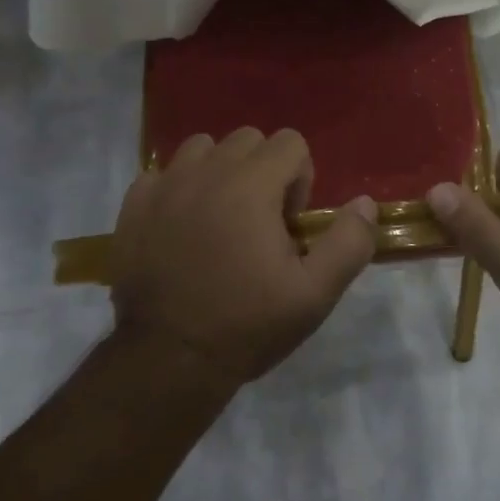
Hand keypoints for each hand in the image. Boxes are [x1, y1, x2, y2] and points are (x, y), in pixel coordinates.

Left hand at [110, 128, 377, 389]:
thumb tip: (365, 203)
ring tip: (220, 219)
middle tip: (259, 224)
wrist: (168, 361)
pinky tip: (182, 228)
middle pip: (247, 139)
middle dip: (263, 171)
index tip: (288, 225)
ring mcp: (164, 186)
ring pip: (202, 149)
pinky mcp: (133, 205)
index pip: (289, 142)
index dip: (300, 179)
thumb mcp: (315, 294)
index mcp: (251, 185)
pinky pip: (163, 173)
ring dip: (219, 172)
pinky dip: (178, 189)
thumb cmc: (247, 324)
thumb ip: (349, 243)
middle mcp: (206, 172)